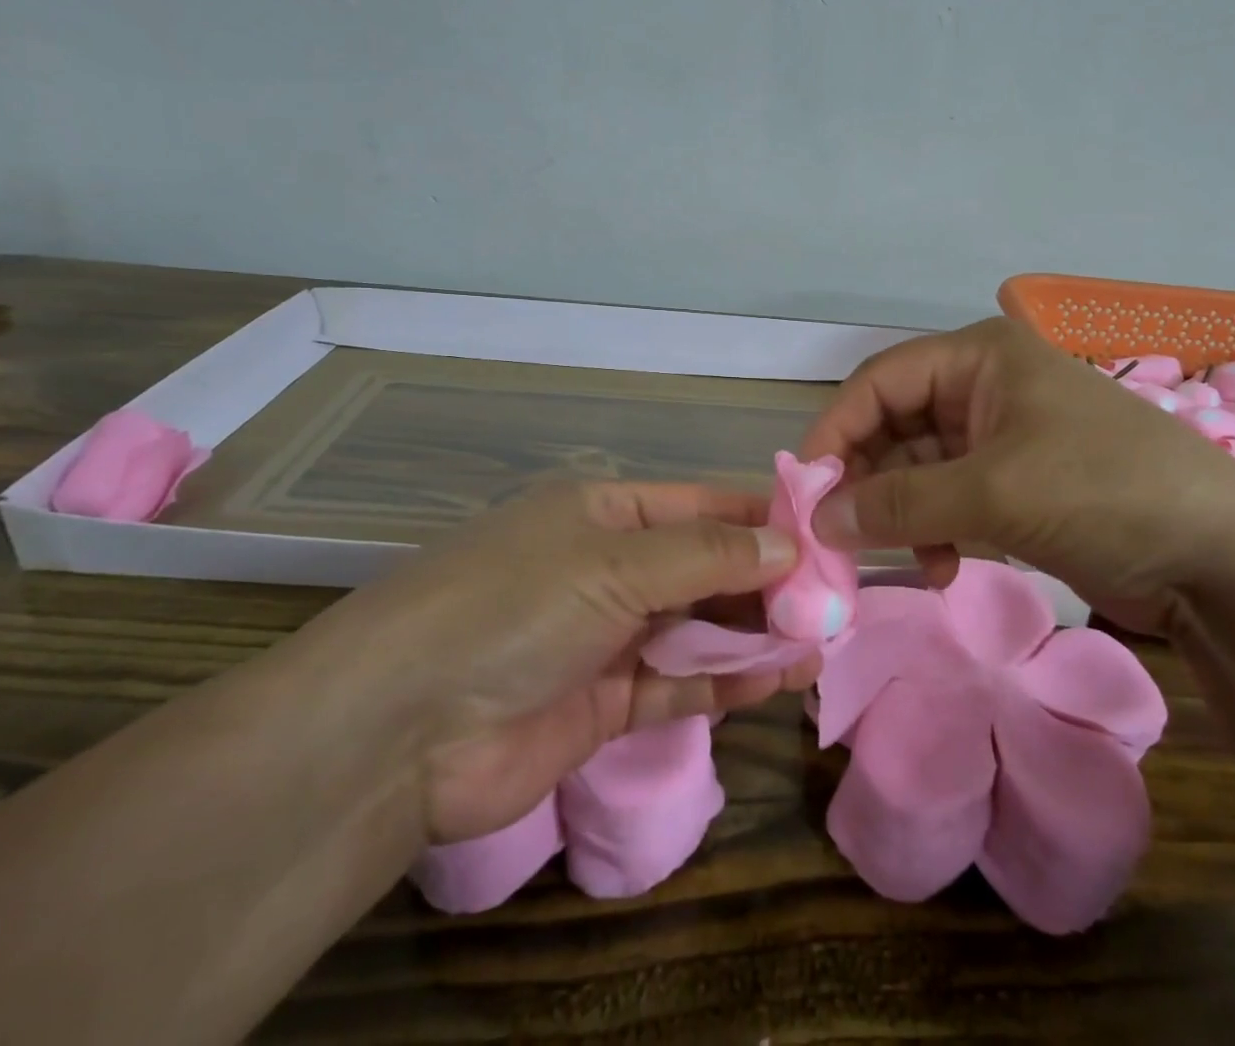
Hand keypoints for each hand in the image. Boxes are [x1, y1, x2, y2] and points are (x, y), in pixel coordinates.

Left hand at [323, 481, 821, 844]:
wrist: (401, 729)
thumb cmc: (516, 606)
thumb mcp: (615, 561)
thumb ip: (707, 555)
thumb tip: (787, 545)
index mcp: (605, 512)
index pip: (701, 505)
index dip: (760, 518)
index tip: (822, 535)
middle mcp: (609, 568)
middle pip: (705, 568)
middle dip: (766, 583)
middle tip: (833, 599)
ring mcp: (607, 637)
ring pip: (698, 629)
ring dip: (755, 634)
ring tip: (820, 642)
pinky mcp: (604, 704)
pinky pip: (678, 685)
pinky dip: (726, 683)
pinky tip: (778, 680)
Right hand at [800, 318, 1234, 616]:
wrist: (1222, 559)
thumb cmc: (1105, 492)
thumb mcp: (994, 492)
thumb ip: (900, 503)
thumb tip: (820, 519)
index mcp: (979, 358)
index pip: (880, 381)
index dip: (837, 430)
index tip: (807, 488)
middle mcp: (984, 386)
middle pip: (895, 425)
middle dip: (868, 480)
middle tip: (840, 536)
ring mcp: (1002, 437)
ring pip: (919, 468)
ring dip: (901, 514)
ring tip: (895, 559)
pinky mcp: (1017, 484)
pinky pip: (950, 499)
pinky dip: (935, 532)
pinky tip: (942, 570)